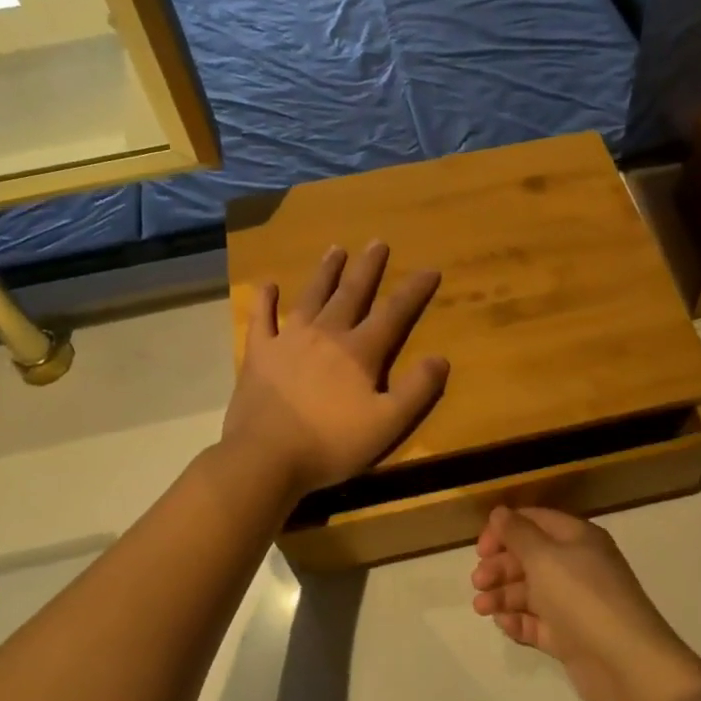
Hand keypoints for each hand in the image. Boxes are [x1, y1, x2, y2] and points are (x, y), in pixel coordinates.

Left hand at [222, 241, 449, 497]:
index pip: (394, 313)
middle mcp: (326, 335)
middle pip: (352, 294)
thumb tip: (441, 358)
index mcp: (359, 352)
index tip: (429, 269)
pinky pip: (262, 318)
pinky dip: (265, 300)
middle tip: (378, 243)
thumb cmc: (331, 444)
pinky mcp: (259, 353)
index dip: (414, 291)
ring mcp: (289, 340)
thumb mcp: (387, 424)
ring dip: (326, 273)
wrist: (265, 458)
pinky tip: (268, 285)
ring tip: (336, 249)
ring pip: (312, 297)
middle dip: (368, 268)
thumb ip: (417, 390)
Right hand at [471, 507, 700, 700]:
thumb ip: (518, 534)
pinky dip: (519, 621)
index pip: (535, 521)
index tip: (480, 549)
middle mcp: (578, 566)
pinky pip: (539, 622)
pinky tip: (504, 624)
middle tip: (478, 582)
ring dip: (504, 595)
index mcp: (578, 539)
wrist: (626, 666)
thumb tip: (499, 512)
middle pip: (531, 557)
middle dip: (501, 566)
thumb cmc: (583, 598)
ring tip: (482, 608)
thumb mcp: (545, 558)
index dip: (505, 530)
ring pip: (532, 591)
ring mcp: (575, 603)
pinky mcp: (572, 637)